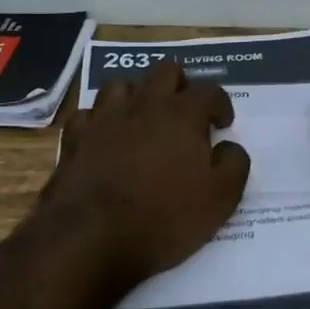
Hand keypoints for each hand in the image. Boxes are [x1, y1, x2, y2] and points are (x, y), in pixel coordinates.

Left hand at [41, 58, 250, 291]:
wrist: (93, 237)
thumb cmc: (165, 217)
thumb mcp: (220, 199)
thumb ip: (234, 164)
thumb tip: (228, 146)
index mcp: (182, 115)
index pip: (209, 91)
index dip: (221, 104)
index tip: (223, 124)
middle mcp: (143, 105)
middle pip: (165, 71)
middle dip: (181, 84)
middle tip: (186, 112)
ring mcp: (104, 117)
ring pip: (122, 84)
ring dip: (137, 95)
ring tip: (144, 118)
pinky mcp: (75, 137)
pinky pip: (88, 114)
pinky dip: (100, 120)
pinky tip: (106, 136)